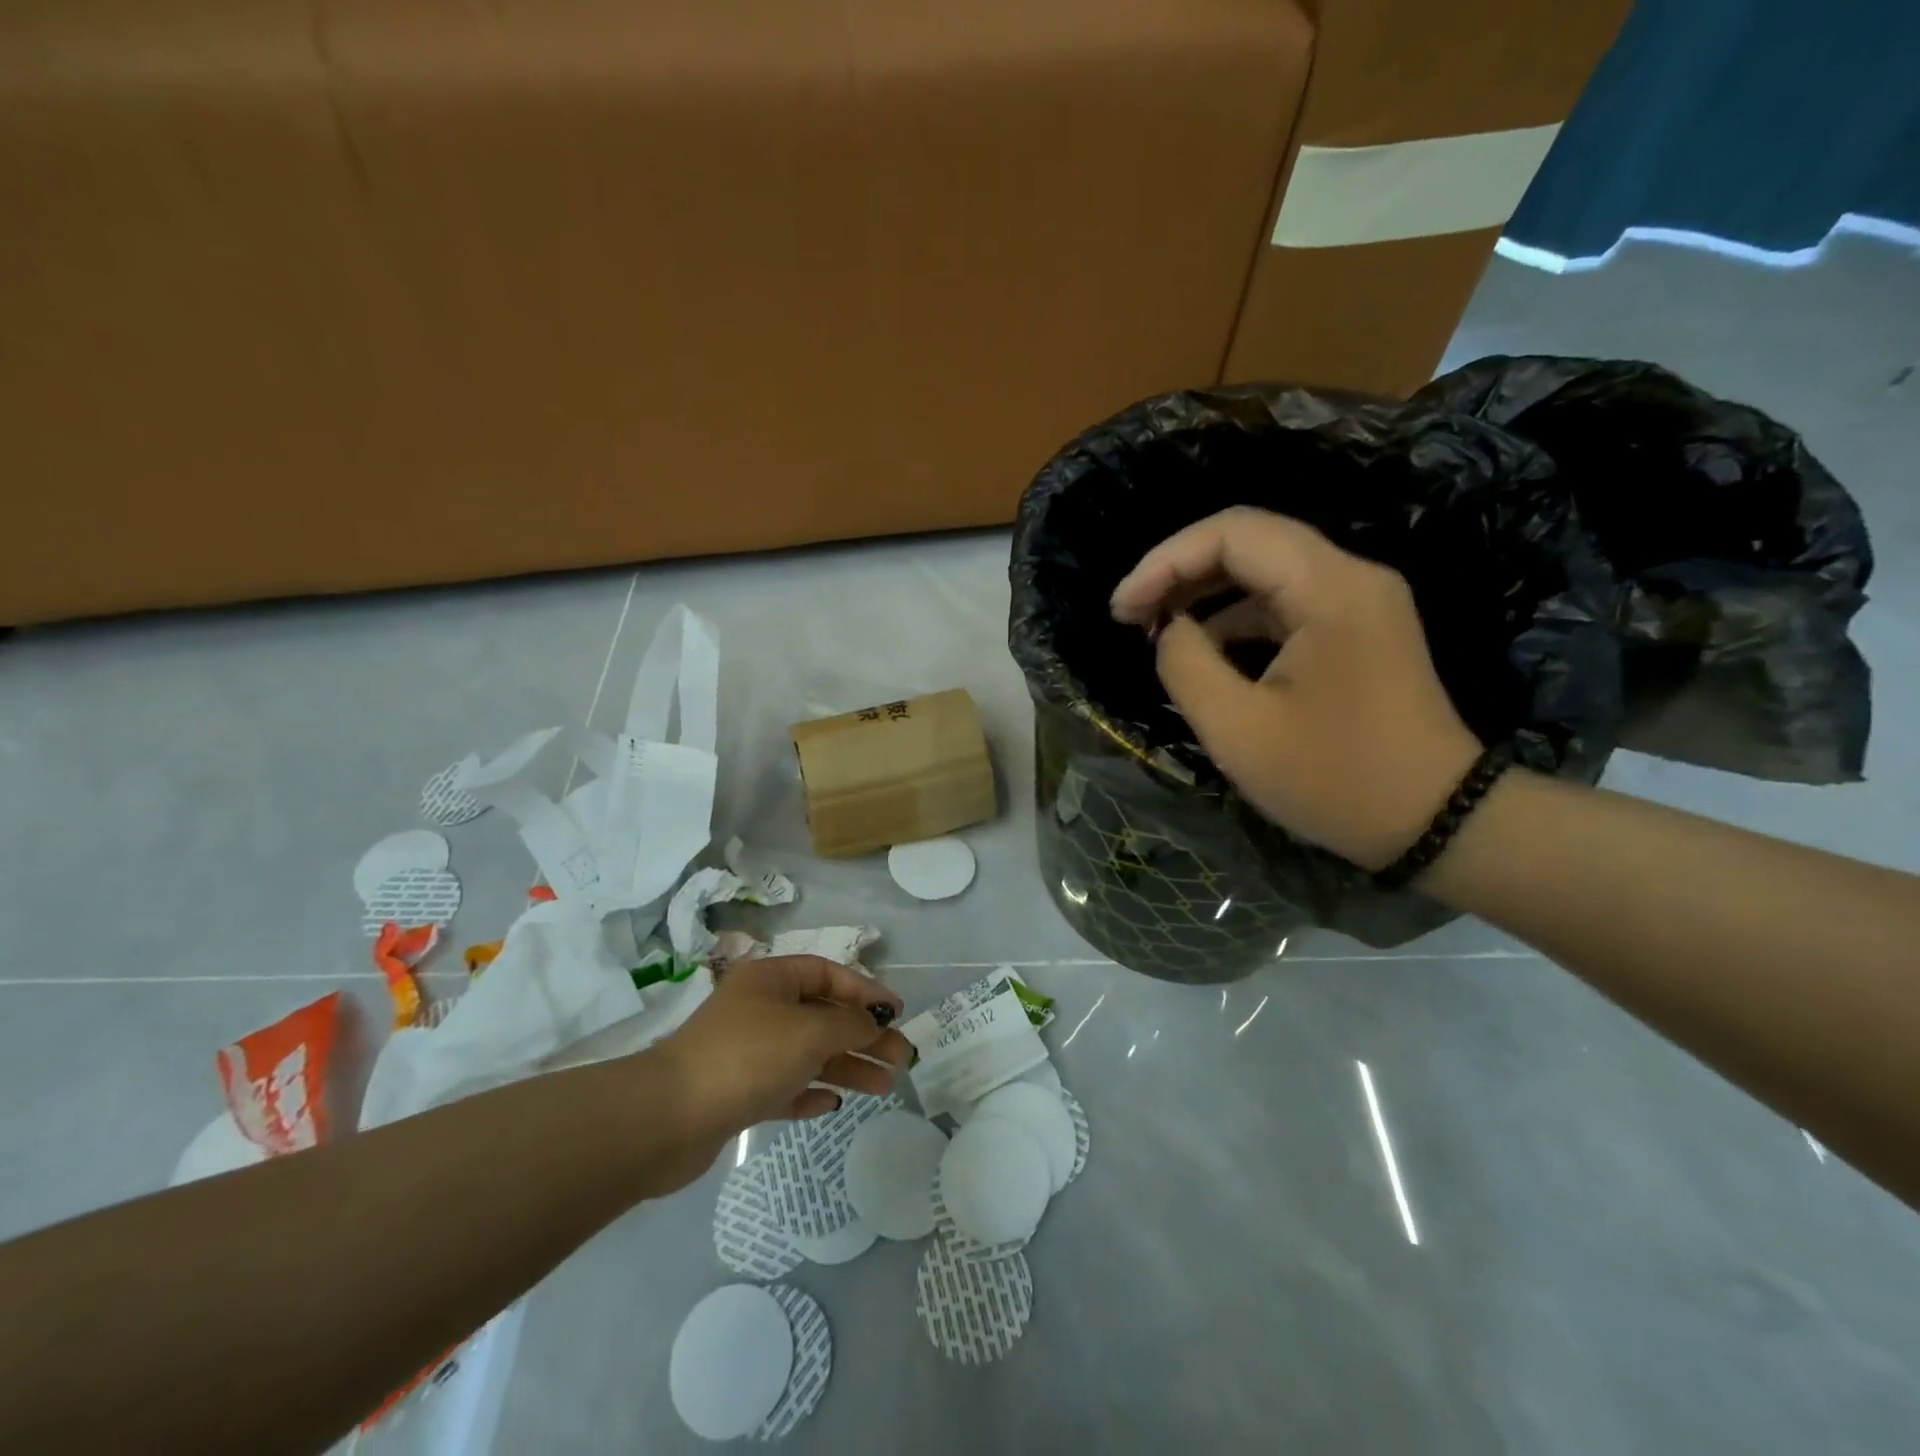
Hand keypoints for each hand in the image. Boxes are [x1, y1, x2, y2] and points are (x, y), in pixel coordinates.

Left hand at [650, 956, 908, 1173]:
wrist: (667, 1118)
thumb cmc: (747, 1057)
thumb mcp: (809, 1031)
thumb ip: (849, 1024)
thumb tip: (872, 1024)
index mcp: (771, 980)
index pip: (828, 974)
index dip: (865, 990)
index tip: (897, 1012)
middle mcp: (760, 1010)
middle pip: (823, 1016)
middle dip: (863, 1035)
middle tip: (901, 1059)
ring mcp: (748, 1052)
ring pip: (809, 1054)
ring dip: (847, 1066)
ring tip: (884, 1087)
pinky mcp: (738, 1093)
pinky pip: (785, 1087)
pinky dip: (810, 1092)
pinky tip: (834, 1104)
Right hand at [1110, 508, 1481, 869]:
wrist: (1434, 822)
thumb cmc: (1333, 779)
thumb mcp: (1237, 729)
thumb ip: (1185, 664)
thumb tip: (1170, 631)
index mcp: (1329, 588)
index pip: (1232, 533)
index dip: (1165, 561)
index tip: (1122, 610)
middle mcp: (1350, 576)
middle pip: (1249, 541)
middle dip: (1179, 572)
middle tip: (1130, 616)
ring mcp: (1358, 601)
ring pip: (1264, 570)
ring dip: (1204, 593)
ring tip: (1155, 631)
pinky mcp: (1356, 628)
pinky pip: (1283, 602)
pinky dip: (1233, 618)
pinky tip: (1202, 651)